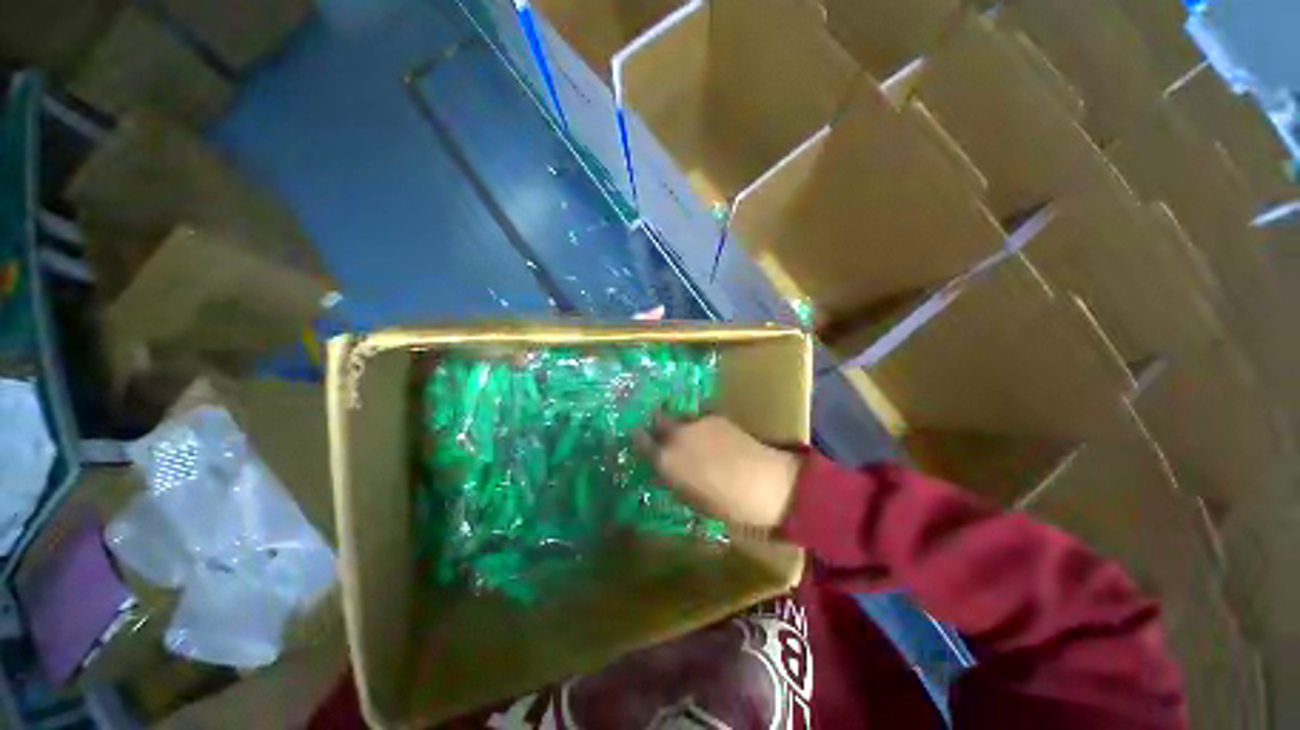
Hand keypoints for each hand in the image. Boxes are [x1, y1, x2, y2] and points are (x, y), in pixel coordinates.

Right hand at [640, 416, 801, 530]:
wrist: (765, 483)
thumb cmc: (727, 504)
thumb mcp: (691, 498)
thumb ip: (673, 477)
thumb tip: (666, 467)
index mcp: (667, 460)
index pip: (641, 441)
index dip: (640, 439)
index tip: (640, 440)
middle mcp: (677, 436)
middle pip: (658, 420)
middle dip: (657, 425)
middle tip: (664, 435)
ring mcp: (696, 423)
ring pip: (679, 417)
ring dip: (680, 424)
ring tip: (690, 436)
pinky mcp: (716, 416)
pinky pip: (699, 417)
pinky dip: (699, 425)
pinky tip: (710, 436)